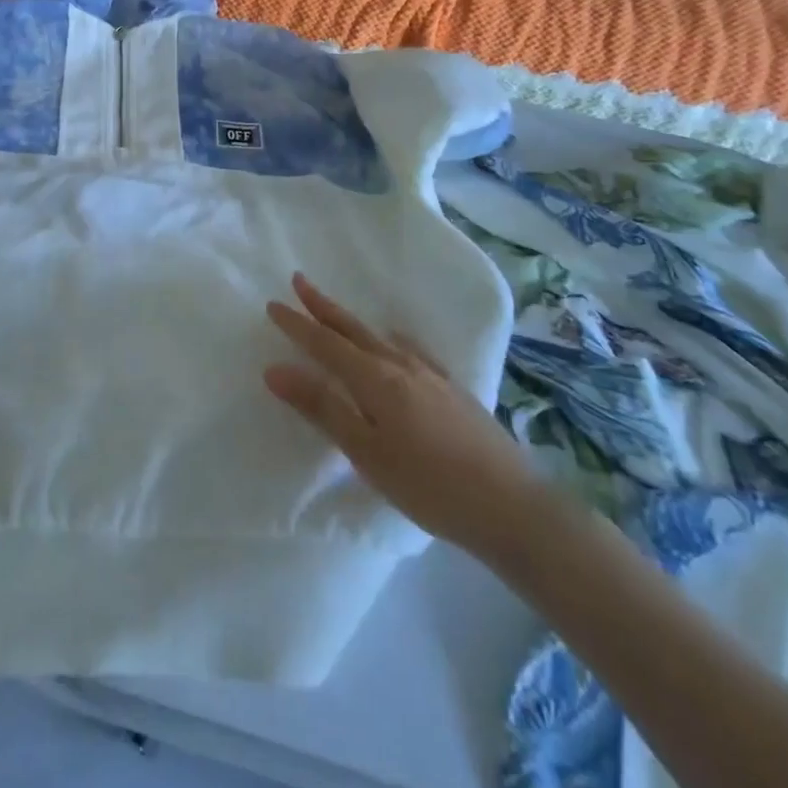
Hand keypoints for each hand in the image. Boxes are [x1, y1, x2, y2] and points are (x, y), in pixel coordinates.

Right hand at [265, 273, 545, 560]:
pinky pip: (411, 350)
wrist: (514, 506)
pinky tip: (397, 344)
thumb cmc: (430, 486)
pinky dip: (391, 340)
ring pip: (381, 338)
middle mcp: (402, 366)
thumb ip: (322, 408)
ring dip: (352, 323)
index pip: (326, 343)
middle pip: (353, 329)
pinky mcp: (454, 390)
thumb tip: (275, 368)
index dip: (298, 324)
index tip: (273, 304)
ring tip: (337, 313)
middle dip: (323, 307)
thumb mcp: (367, 452)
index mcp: (376, 379)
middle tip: (299, 280)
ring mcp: (432, 375)